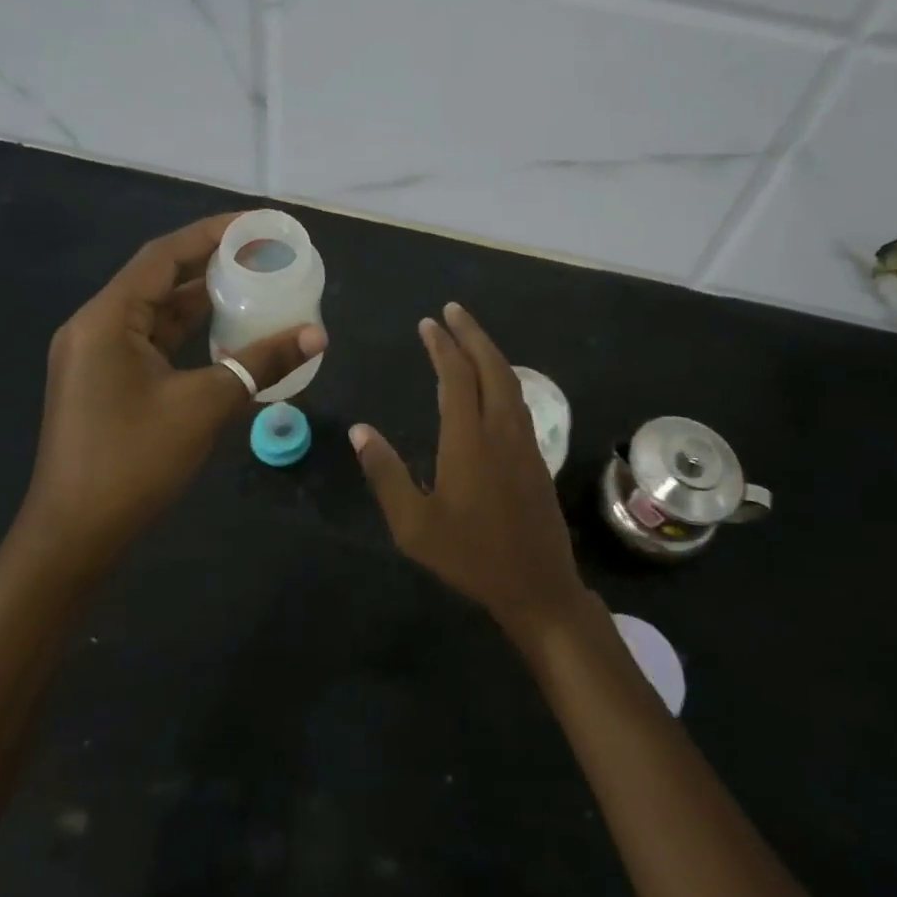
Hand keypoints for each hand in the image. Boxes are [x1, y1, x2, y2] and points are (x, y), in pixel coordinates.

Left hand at [26, 214, 326, 567]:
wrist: (73, 538)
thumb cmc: (133, 462)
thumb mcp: (204, 406)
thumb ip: (261, 363)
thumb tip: (317, 334)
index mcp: (107, 319)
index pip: (164, 256)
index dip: (211, 233)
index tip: (256, 224)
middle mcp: (96, 326)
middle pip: (158, 278)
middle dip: (210, 262)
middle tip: (261, 252)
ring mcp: (97, 356)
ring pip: (155, 311)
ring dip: (200, 298)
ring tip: (252, 283)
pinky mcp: (105, 381)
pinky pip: (151, 339)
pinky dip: (188, 331)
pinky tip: (225, 331)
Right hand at [351, 301, 584, 642]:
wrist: (537, 586)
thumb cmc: (469, 556)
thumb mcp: (414, 525)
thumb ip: (385, 474)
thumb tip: (360, 431)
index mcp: (469, 440)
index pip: (457, 377)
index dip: (442, 346)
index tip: (429, 323)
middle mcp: (501, 430)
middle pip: (491, 367)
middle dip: (471, 334)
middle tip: (452, 310)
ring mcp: (525, 441)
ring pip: (510, 381)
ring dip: (489, 352)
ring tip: (469, 335)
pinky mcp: (536, 455)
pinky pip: (518, 399)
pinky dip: (502, 376)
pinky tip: (493, 381)